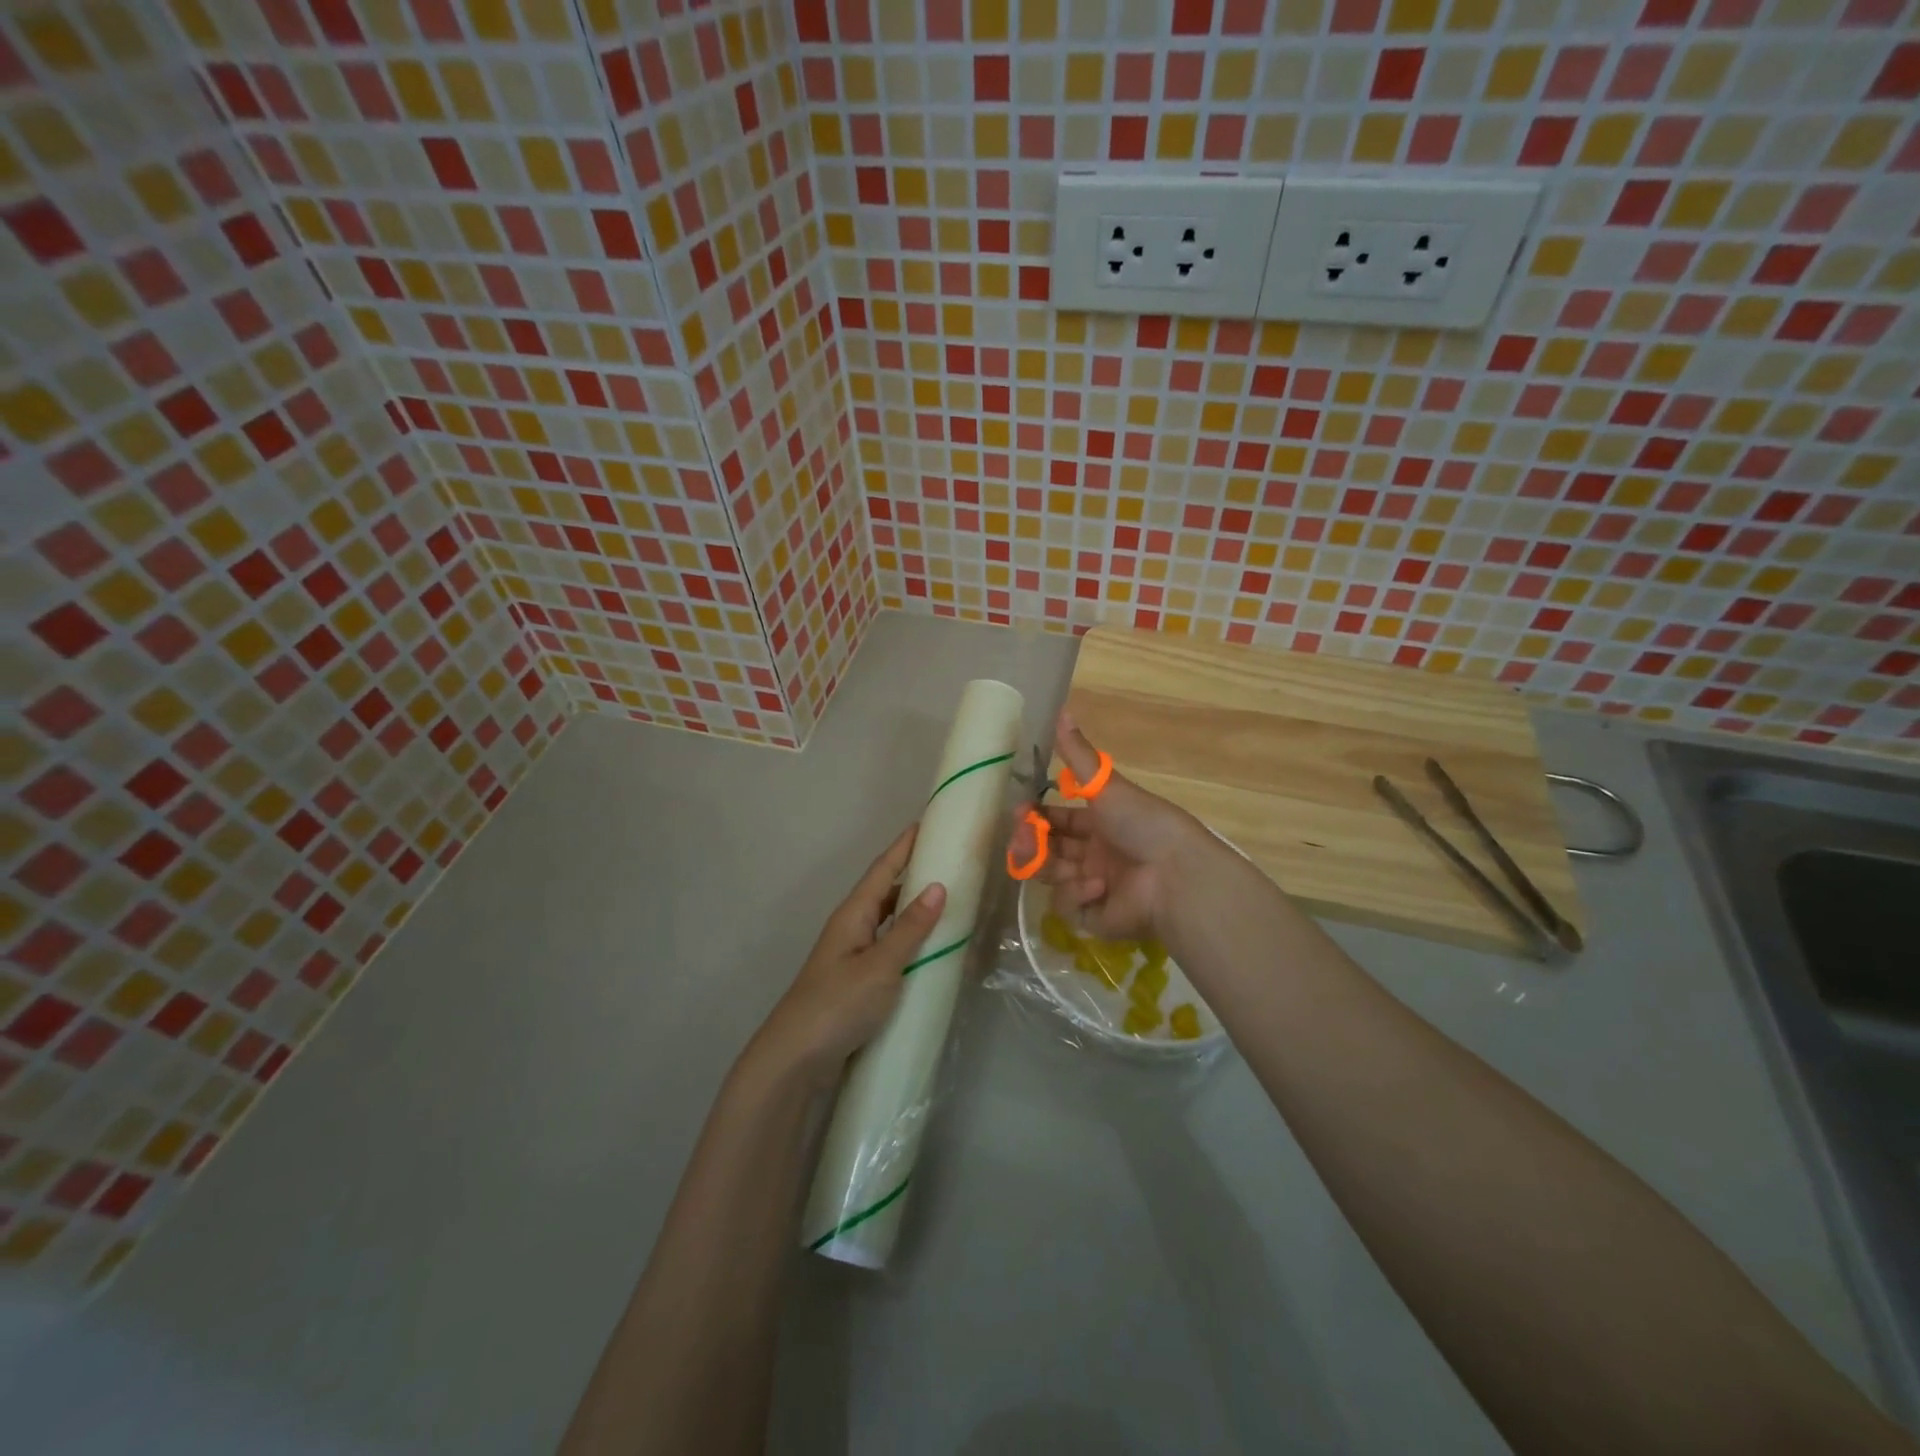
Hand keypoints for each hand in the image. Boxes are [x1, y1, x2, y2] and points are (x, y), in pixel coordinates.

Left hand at [747, 824, 945, 1089]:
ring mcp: (852, 956)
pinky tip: (927, 949)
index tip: (926, 822)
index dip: (904, 846)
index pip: (883, 870)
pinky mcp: (856, 981)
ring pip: (887, 921)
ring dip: (911, 907)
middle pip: (884, 891)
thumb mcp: (881, 965)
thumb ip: (910, 929)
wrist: (796, 1058)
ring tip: (945, 899)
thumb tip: (938, 887)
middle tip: (946, 860)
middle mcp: (851, 928)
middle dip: (911, 873)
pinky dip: (909, 939)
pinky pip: (888, 947)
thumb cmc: (838, 1004)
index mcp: (854, 915)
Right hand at [1008, 711, 1209, 942]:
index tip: (1020, 811)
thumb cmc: (1142, 823)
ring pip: (1052, 877)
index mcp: (1102, 824)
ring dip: (1049, 865)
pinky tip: (1097, 887)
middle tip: (1022, 835)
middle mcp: (1097, 855)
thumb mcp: (1106, 785)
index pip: (1059, 820)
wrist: (1175, 875)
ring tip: (1049, 859)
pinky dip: (1077, 894)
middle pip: (1050, 850)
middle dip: (1030, 842)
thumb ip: (1077, 754)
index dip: (1036, 817)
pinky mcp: (1095, 918)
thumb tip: (1061, 709)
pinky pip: (1068, 906)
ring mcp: (1095, 888)